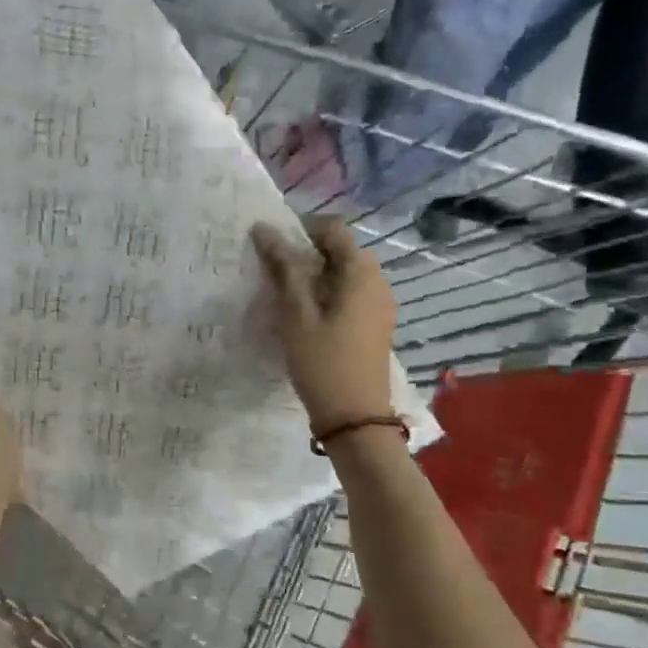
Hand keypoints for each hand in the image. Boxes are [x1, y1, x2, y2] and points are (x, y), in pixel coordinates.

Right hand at [252, 218, 397, 434]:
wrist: (355, 417)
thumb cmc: (322, 362)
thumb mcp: (296, 314)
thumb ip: (283, 268)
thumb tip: (265, 230)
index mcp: (362, 272)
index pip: (333, 229)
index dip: (301, 230)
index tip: (273, 249)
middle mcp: (378, 281)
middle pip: (341, 250)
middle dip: (307, 254)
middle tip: (275, 275)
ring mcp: (382, 304)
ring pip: (345, 274)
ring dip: (316, 276)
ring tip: (287, 297)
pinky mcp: (377, 325)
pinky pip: (352, 295)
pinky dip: (329, 295)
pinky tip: (308, 318)